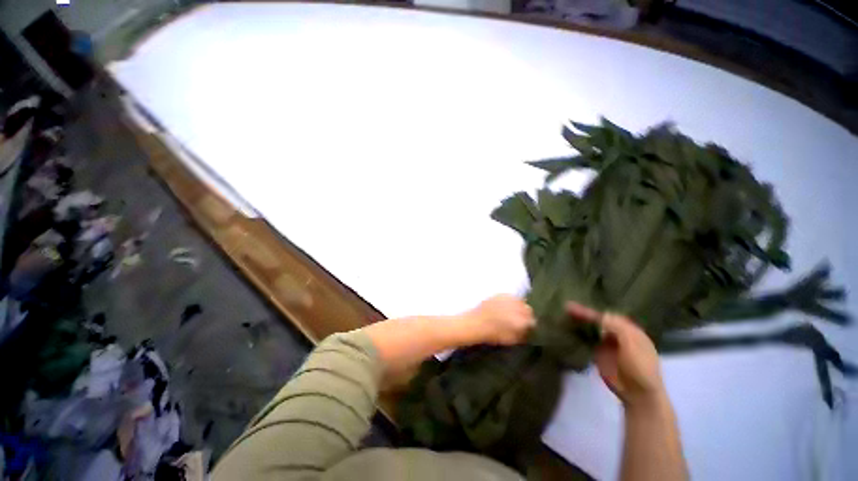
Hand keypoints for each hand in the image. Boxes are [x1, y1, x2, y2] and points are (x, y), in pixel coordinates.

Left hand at [463, 294, 534, 345]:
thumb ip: (522, 334)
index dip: (529, 324)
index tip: (526, 326)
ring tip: (513, 311)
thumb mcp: (510, 339)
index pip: (532, 321)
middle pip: (528, 309)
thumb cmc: (493, 334)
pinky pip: (510, 296)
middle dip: (525, 314)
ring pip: (520, 301)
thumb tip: (527, 330)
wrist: (476, 323)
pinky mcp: (500, 294)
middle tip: (520, 318)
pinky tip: (506, 305)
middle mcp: (517, 308)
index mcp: (521, 321)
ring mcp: (508, 299)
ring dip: (519, 306)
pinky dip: (510, 300)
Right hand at [566, 302, 665, 407]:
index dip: (594, 311)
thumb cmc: (641, 367)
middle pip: (598, 320)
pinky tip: (568, 326)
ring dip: (579, 321)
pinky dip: (578, 332)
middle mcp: (616, 333)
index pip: (608, 315)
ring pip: (591, 328)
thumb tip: (602, 314)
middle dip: (584, 313)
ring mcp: (606, 343)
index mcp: (629, 329)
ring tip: (565, 312)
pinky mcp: (598, 352)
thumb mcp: (632, 344)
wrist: (638, 393)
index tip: (578, 307)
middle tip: (568, 306)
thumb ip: (617, 327)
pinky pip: (587, 339)